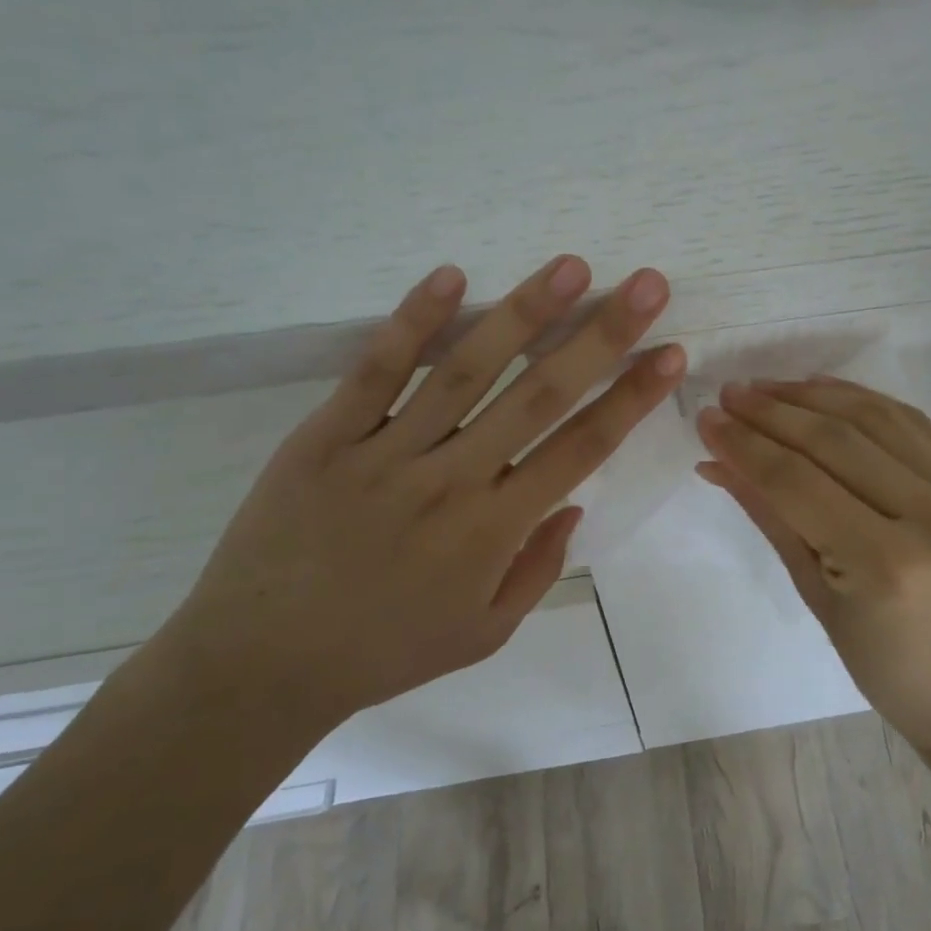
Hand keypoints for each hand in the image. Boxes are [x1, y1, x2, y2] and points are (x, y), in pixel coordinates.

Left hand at [160, 256, 683, 734]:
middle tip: (646, 284)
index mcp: (494, 530)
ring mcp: (387, 453)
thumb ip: (537, 567)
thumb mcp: (484, 634)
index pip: (582, 448)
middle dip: (602, 336)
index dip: (631, 397)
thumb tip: (573, 502)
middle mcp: (452, 480)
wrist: (260, 664)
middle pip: (540, 395)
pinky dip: (412, 322)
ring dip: (524, 314)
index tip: (670, 351)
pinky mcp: (327, 437)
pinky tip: (450, 276)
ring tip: (570, 266)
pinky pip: (376, 372)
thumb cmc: (385, 651)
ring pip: (466, 370)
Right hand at [695, 377, 930, 751]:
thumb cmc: (889, 669)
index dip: (746, 446)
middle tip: (728, 395)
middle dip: (772, 413)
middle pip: (836, 442)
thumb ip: (771, 518)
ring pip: (875, 418)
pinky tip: (822, 391)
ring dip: (813, 396)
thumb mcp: (817, 598)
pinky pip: (912, 423)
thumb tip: (717, 462)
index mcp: (886, 564)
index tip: (707, 420)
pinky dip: (861, 400)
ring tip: (765, 387)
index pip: (798, 483)